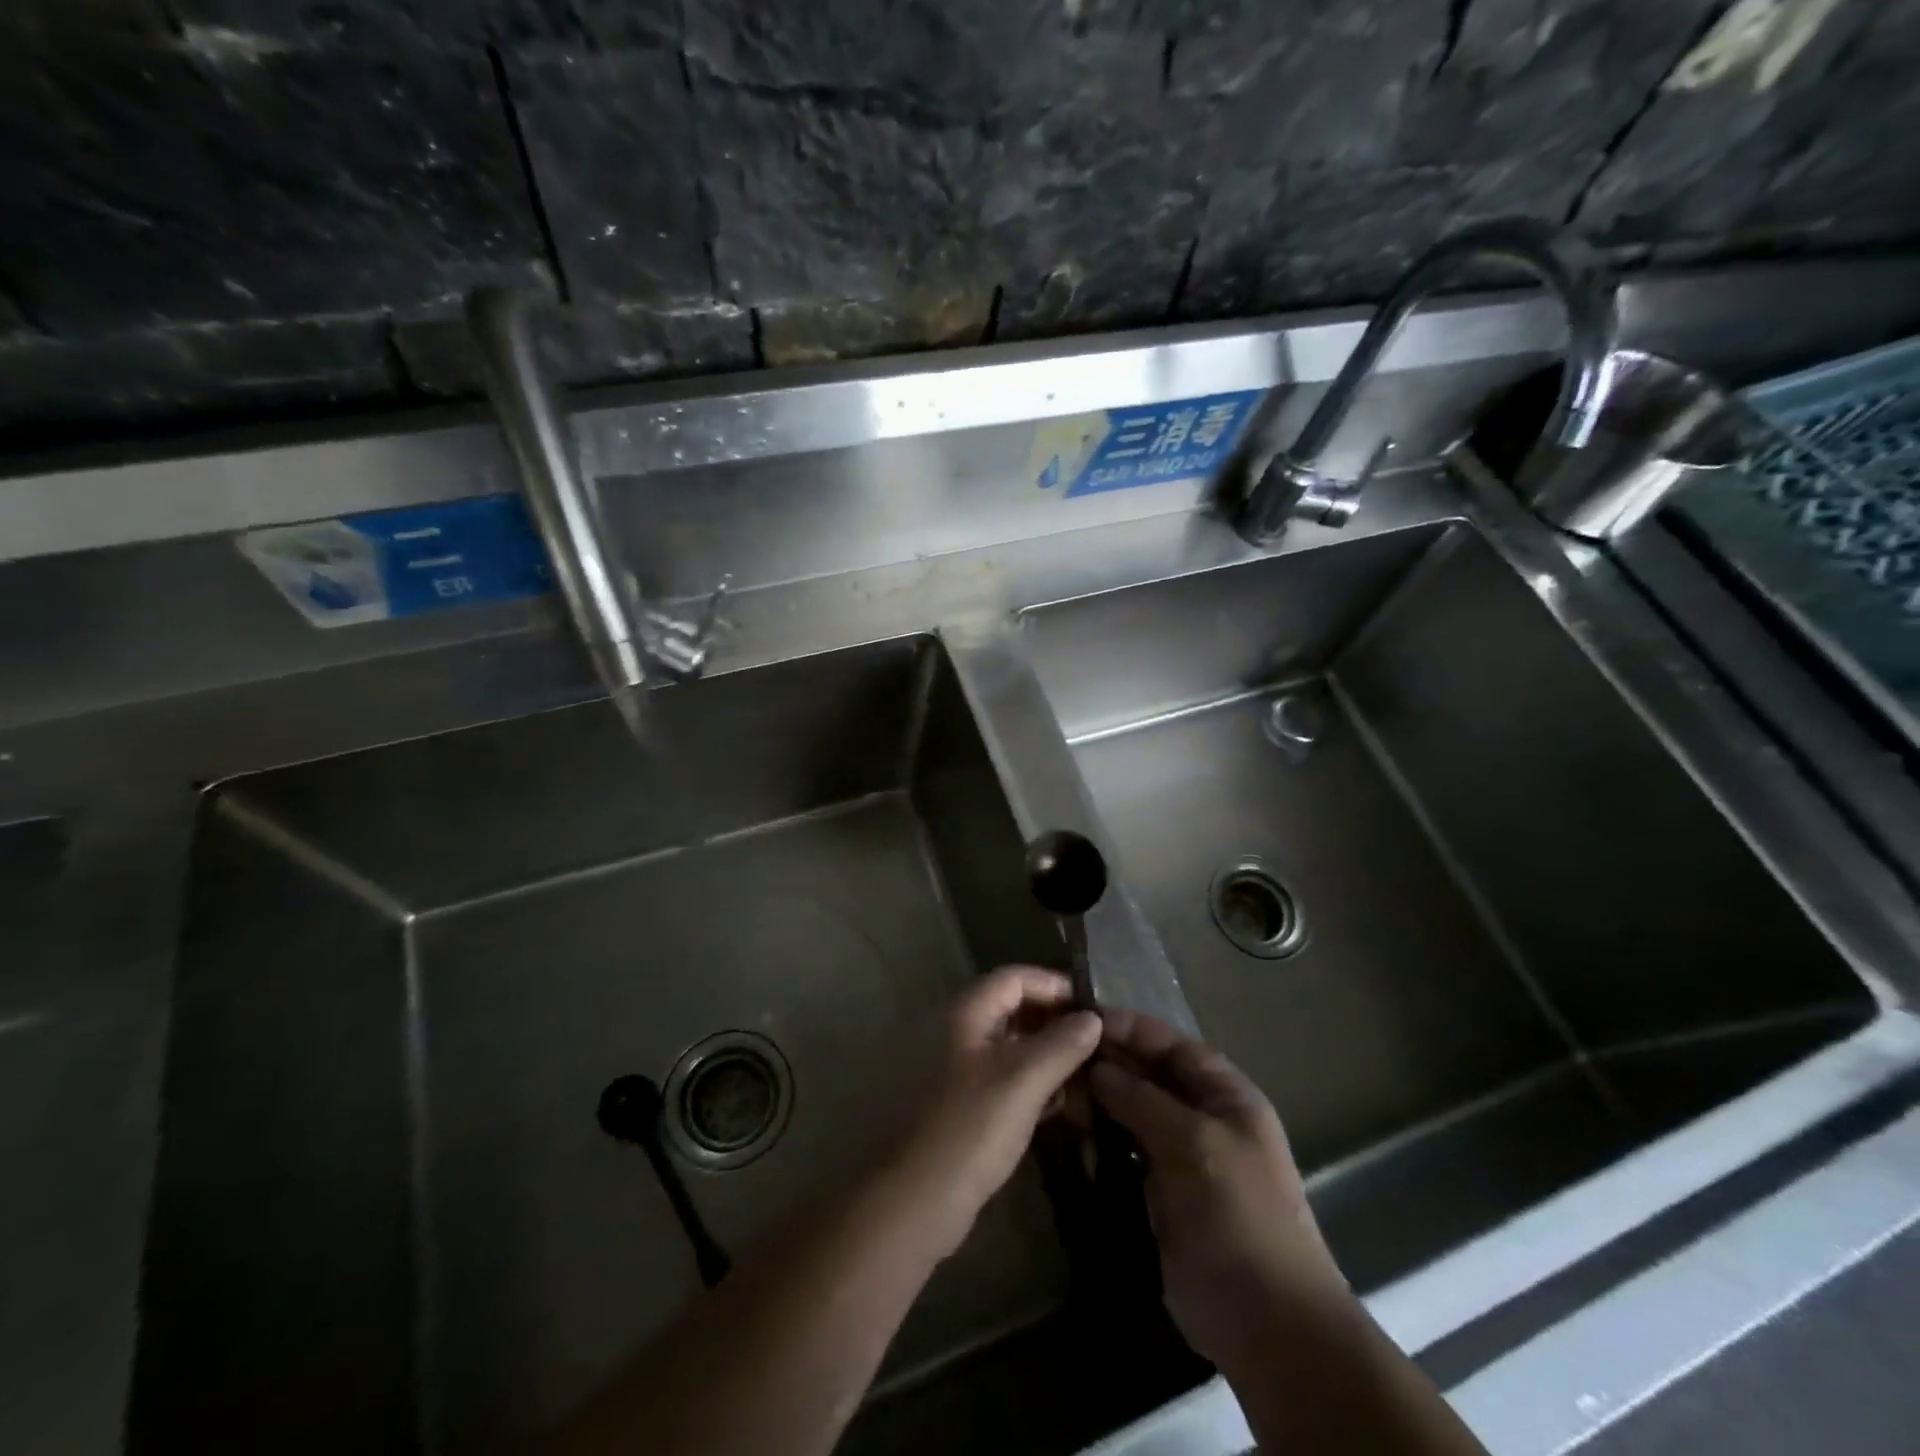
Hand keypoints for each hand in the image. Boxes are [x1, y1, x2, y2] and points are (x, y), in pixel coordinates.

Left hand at [892, 965, 1100, 1257]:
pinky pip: (1005, 1076)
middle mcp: (958, 1032)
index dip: (1054, 985)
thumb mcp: (1022, 1081)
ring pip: (1011, 1045)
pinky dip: (1033, 1081)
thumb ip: (1061, 1044)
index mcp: (965, 1014)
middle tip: (1095, 1042)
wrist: (917, 1200)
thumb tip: (1093, 1018)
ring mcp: (958, 1068)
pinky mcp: (963, 1103)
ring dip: (1048, 1053)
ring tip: (1087, 1074)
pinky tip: (1061, 1103)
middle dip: (1055, 1021)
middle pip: (1013, 1008)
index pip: (1014, 977)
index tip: (1092, 1007)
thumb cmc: (970, 1129)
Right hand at [1090, 1009, 1347, 1373]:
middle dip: (1109, 1063)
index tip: (1082, 1017)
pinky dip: (1101, 1138)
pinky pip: (1125, 1150)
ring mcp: (1181, 1155)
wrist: (1265, 1322)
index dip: (1130, 1028)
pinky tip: (1072, 1130)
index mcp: (1225, 1095)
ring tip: (1058, 1089)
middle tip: (1058, 1055)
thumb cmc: (1238, 1214)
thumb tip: (1097, 1067)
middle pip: (1149, 1074)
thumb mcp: (1193, 1143)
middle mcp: (1203, 1117)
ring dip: (1100, 1099)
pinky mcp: (1159, 1191)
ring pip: (1132, 1111)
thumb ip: (1142, 1099)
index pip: (1171, 1044)